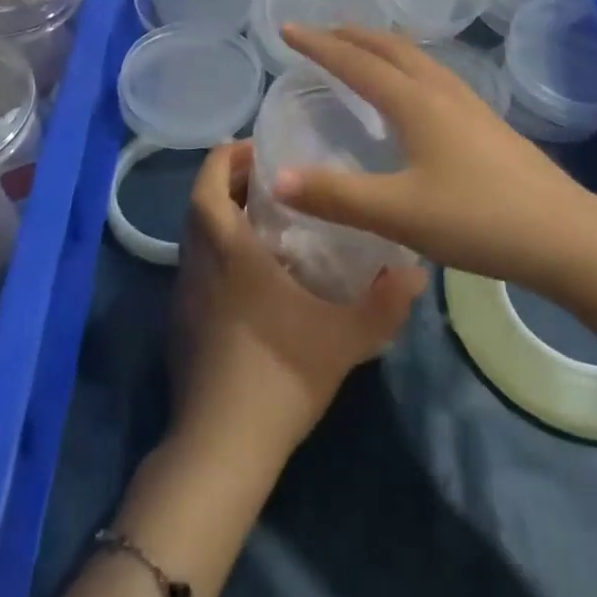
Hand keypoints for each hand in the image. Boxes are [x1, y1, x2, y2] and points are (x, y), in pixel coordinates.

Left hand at [169, 140, 425, 471]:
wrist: (221, 448)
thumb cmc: (279, 375)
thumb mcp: (344, 338)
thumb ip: (385, 302)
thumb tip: (417, 271)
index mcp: (227, 250)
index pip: (208, 182)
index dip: (226, 156)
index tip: (258, 148)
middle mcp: (197, 262)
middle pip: (198, 202)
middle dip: (227, 180)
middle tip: (270, 178)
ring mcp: (183, 294)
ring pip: (193, 235)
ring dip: (220, 215)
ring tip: (264, 218)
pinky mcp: (179, 323)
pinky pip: (194, 266)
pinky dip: (215, 250)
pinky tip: (251, 274)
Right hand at [275, 25, 596, 303]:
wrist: (569, 238)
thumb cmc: (479, 220)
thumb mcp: (399, 213)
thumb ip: (336, 197)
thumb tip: (277, 178)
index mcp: (416, 102)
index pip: (356, 62)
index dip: (319, 44)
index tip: (287, 29)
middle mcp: (442, 91)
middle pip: (390, 48)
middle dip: (352, 35)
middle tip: (321, 33)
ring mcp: (470, 106)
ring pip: (417, 59)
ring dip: (382, 48)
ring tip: (361, 54)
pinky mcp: (487, 125)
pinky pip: (434, 77)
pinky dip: (407, 68)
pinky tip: (412, 97)